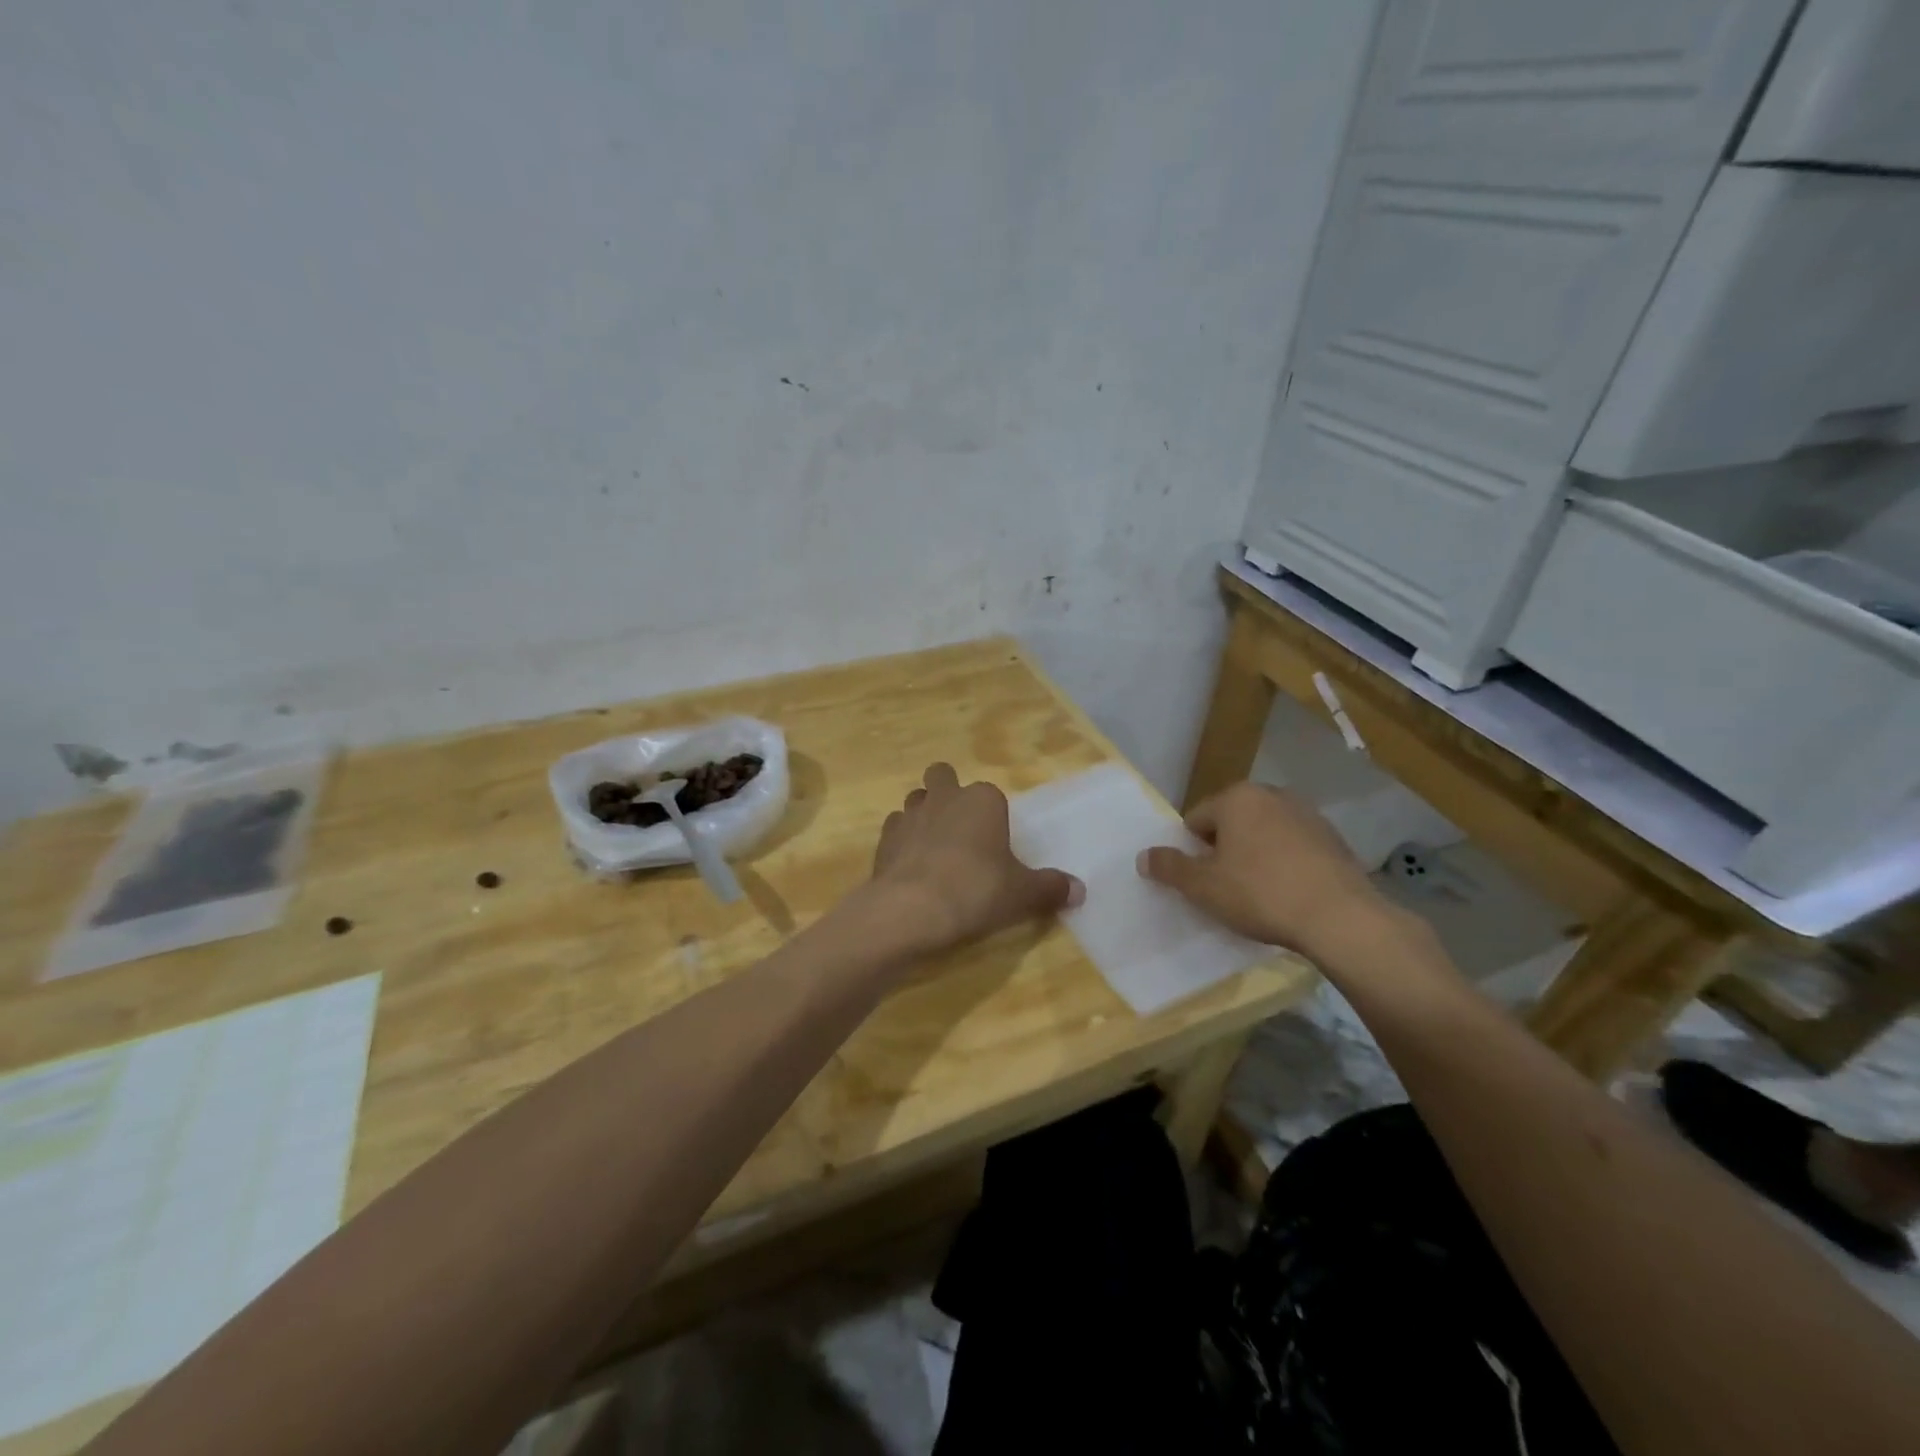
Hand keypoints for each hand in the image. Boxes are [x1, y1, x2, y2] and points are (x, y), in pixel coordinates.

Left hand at [868, 763, 1082, 955]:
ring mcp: (909, 814)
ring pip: (915, 799)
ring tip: (934, 849)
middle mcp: (945, 797)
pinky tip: (911, 867)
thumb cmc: (977, 890)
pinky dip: (902, 842)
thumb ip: (1051, 889)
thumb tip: (1079, 891)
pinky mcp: (884, 839)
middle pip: (942, 776)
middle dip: (948, 792)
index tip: (996, 845)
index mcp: (983, 799)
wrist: (912, 909)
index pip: (991, 794)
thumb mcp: (1023, 894)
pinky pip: (894, 830)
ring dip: (923, 816)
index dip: (993, 816)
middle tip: (960, 830)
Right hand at [1136, 781, 1391, 956]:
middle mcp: (1272, 794)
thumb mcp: (1202, 886)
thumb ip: (1169, 867)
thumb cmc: (1260, 894)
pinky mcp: (1334, 838)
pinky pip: (1294, 847)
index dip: (1192, 852)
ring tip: (1259, 894)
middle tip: (1226, 888)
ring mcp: (1308, 814)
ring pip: (1265, 833)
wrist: (1339, 917)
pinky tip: (1289, 894)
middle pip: (1232, 822)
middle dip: (1225, 850)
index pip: (1196, 819)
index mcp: (1237, 798)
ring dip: (1256, 855)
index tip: (1201, 881)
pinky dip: (1286, 863)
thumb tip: (1144, 856)